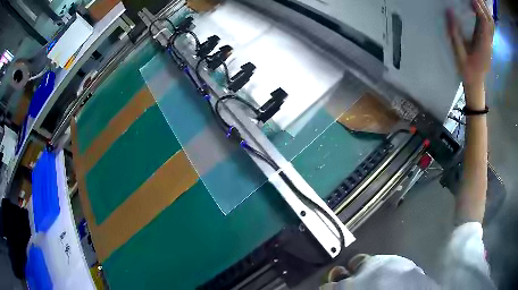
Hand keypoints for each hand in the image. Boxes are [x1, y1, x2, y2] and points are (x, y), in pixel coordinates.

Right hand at [446, 0, 494, 102]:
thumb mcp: (458, 52)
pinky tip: (477, 13)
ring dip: (481, 14)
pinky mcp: (488, 45)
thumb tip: (449, 11)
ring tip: (474, 4)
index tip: (472, 0)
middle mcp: (488, 43)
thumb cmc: (467, 69)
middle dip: (480, 9)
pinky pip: (487, 30)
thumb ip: (454, 32)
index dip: (478, 9)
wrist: (475, 83)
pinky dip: (483, 20)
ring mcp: (489, 44)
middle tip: (472, 0)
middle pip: (486, 22)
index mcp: (482, 43)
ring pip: (487, 26)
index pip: (483, 22)